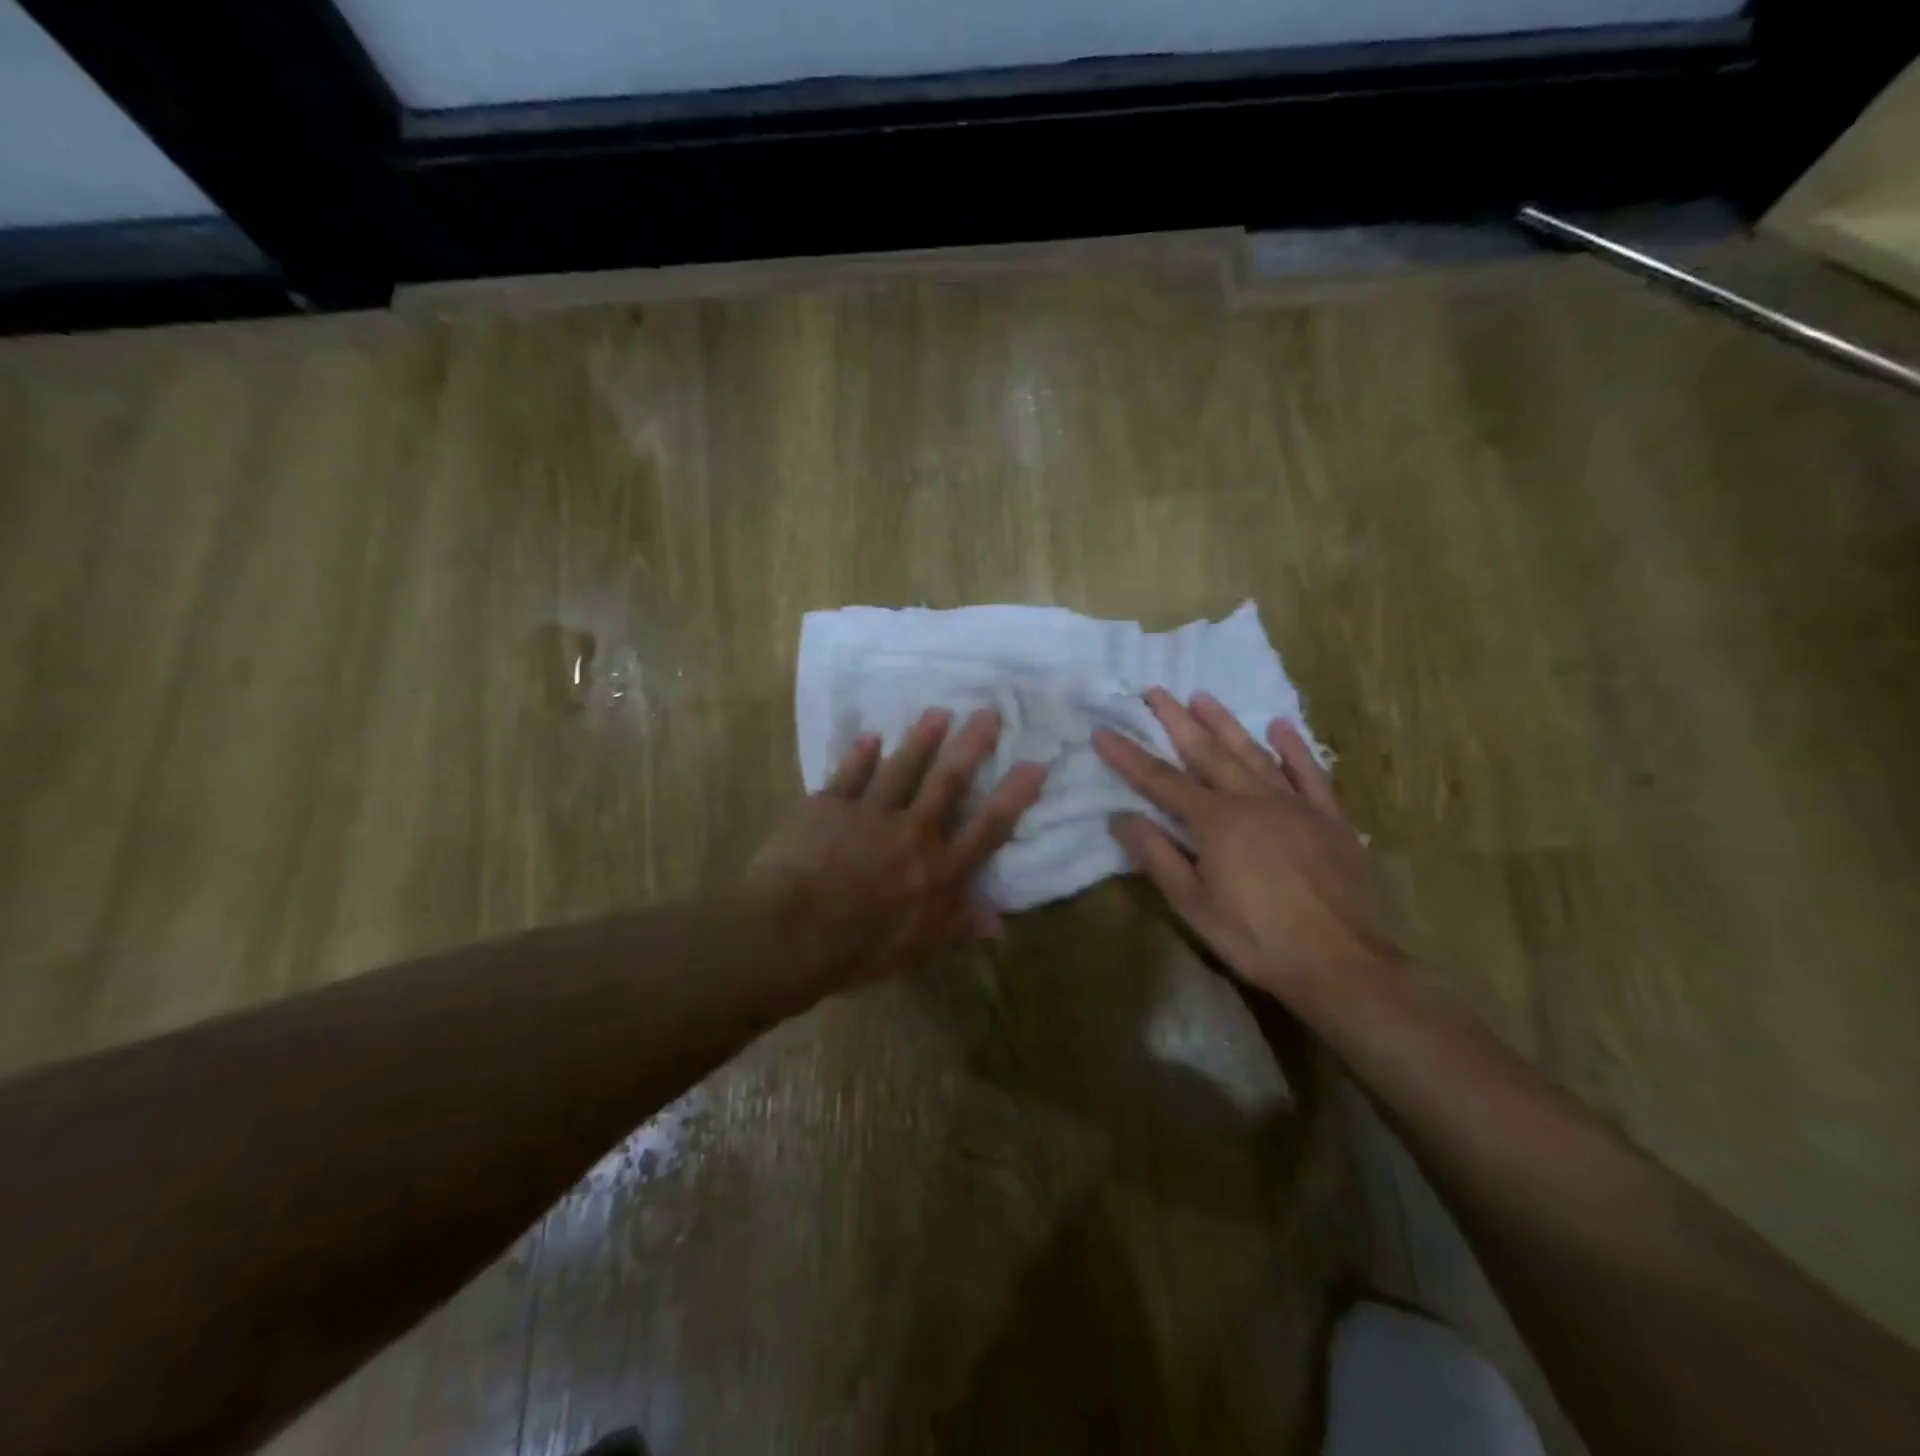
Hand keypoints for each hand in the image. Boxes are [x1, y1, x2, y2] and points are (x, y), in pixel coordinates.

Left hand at [747, 707, 1046, 990]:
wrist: (791, 932)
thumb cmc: (858, 949)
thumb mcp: (917, 949)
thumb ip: (957, 927)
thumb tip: (998, 923)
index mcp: (939, 869)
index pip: (988, 826)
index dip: (1015, 795)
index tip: (1036, 763)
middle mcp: (912, 832)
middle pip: (948, 781)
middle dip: (971, 745)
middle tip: (987, 713)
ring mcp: (869, 813)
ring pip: (902, 767)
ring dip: (921, 739)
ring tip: (937, 713)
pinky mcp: (829, 805)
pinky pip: (849, 773)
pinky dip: (860, 754)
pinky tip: (869, 737)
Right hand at [1091, 689, 1398, 1011]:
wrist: (1345, 964)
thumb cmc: (1260, 941)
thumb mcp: (1195, 908)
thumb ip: (1158, 858)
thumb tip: (1121, 817)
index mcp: (1217, 822)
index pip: (1161, 781)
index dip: (1129, 756)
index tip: (1103, 730)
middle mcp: (1253, 800)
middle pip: (1207, 753)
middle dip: (1176, 721)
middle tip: (1154, 691)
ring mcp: (1295, 804)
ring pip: (1254, 753)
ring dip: (1226, 723)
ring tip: (1202, 697)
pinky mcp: (1329, 817)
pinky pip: (1310, 772)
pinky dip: (1294, 748)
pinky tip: (1281, 726)